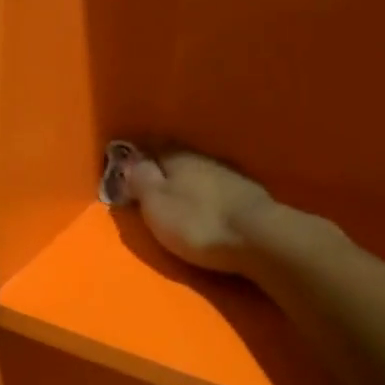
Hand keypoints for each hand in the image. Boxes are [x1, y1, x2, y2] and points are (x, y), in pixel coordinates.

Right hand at [122, 151, 278, 274]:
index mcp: (177, 157)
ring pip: (199, 173)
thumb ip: (140, 180)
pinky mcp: (247, 197)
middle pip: (177, 160)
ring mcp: (230, 176)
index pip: (152, 146)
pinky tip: (204, 205)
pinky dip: (206, 195)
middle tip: (148, 184)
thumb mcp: (156, 203)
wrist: (258, 238)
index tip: (126, 167)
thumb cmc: (197, 222)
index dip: (138, 157)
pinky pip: (217, 189)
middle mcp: (204, 159)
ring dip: (187, 182)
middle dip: (163, 169)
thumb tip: (129, 161)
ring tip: (175, 197)